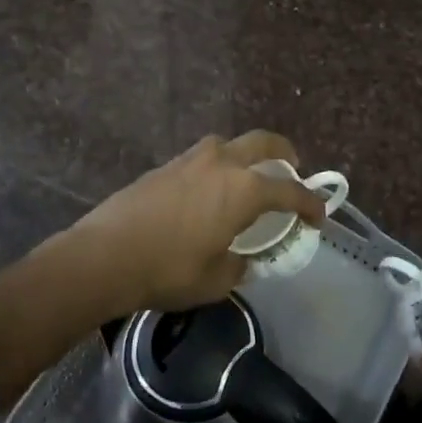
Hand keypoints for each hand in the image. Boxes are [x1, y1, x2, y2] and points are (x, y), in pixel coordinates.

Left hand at [72, 132, 326, 312]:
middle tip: (292, 167)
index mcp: (243, 190)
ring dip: (245, 155)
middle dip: (284, 153)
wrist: (103, 256)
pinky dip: (216, 168)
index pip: (289, 191)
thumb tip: (242, 256)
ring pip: (228, 144)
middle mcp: (221, 164)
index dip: (310, 203)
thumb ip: (239, 264)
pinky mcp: (164, 167)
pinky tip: (208, 191)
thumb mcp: (216, 279)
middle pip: (263, 142)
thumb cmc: (168, 270)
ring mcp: (189, 160)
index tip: (318, 216)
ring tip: (245, 178)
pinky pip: (202, 158)